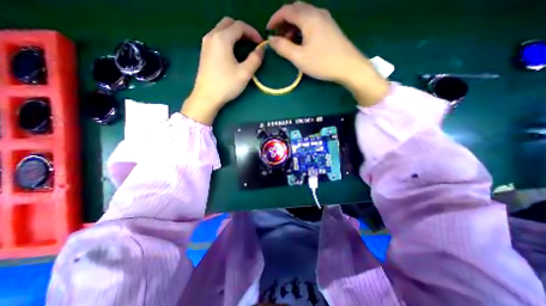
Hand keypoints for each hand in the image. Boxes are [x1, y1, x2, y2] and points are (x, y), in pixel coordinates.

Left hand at [182, 17, 265, 124]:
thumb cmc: (226, 85)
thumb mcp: (245, 73)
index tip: (261, 44)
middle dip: (243, 30)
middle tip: (253, 43)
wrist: (206, 97)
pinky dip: (228, 40)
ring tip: (245, 47)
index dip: (253, 32)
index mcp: (222, 38)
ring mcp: (206, 44)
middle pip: (229, 23)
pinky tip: (233, 52)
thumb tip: (261, 50)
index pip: (240, 26)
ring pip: (222, 30)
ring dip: (235, 35)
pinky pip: (217, 38)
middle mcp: (212, 36)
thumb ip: (255, 59)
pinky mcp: (205, 52)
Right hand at [268, 2, 387, 106]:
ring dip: (293, 26)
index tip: (268, 31)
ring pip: (304, 16)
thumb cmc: (323, 62)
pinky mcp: (330, 28)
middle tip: (279, 37)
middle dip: (284, 22)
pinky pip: (312, 22)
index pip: (287, 10)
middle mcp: (317, 13)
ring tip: (289, 42)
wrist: (349, 67)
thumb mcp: (299, 57)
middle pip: (296, 10)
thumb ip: (283, 47)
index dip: (275, 19)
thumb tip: (271, 40)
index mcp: (308, 17)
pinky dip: (302, 29)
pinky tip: (302, 42)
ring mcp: (326, 19)